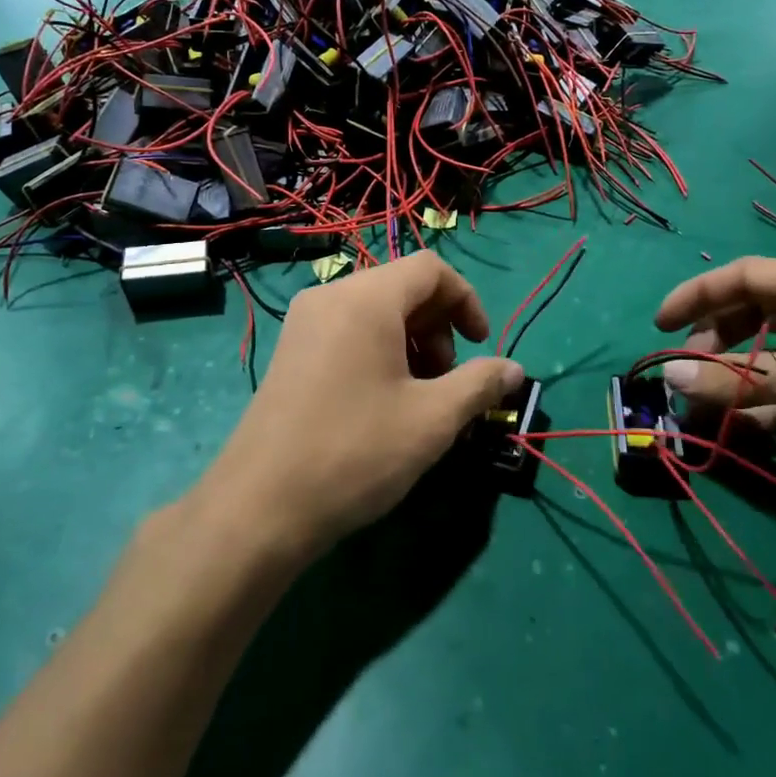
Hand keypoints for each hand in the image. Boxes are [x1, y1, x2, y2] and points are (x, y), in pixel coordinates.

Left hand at [196, 254, 523, 565]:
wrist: (260, 507)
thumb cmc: (356, 452)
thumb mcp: (433, 419)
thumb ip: (480, 384)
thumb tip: (515, 370)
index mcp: (365, 299)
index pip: (431, 269)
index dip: (466, 301)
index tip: (480, 346)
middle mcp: (330, 297)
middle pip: (402, 288)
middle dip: (439, 327)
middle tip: (449, 382)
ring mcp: (304, 324)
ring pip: (375, 312)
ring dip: (412, 343)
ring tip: (421, 398)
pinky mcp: (290, 353)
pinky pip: (348, 332)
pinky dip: (380, 353)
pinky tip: (385, 404)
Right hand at [655, 257, 775, 516]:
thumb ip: (740, 379)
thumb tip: (669, 378)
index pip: (745, 275)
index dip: (698, 294)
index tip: (660, 326)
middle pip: (755, 314)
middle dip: (715, 339)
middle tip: (688, 371)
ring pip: (770, 358)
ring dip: (736, 379)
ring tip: (706, 406)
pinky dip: (764, 410)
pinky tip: (746, 431)